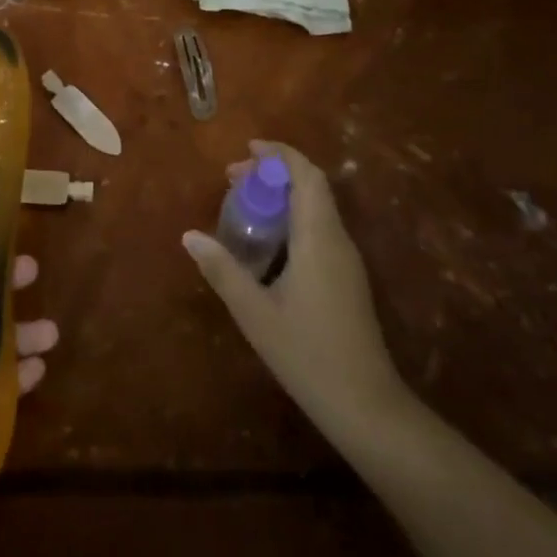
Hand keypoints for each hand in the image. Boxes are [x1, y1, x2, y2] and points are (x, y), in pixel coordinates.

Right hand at [184, 140, 408, 445]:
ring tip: (245, 202)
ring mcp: (346, 260)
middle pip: (312, 186)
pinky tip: (267, 241)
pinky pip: (319, 227)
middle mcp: (337, 240)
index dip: (280, 154)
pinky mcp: (347, 278)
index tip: (248, 149)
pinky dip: (292, 216)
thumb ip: (222, 270)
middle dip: (275, 172)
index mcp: (318, 238)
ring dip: (284, 194)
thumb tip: (189, 236)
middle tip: (234, 177)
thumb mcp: (255, 312)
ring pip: (317, 206)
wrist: (367, 407)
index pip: (307, 176)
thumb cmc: (308, 354)